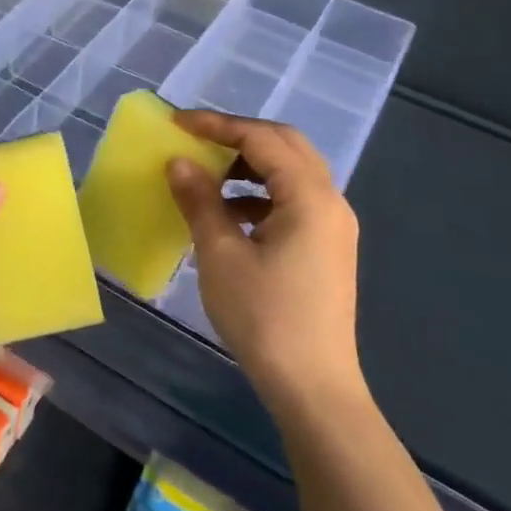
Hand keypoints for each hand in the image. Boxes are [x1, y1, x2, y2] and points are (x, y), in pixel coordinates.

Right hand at [166, 111, 363, 415]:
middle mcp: (331, 201)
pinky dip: (260, 194)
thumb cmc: (264, 317)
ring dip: (250, 165)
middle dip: (238, 136)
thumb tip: (179, 162)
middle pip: (285, 145)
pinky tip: (231, 216)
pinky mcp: (327, 247)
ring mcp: (333, 226)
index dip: (217, 124)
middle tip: (196, 139)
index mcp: (310, 196)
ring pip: (292, 172)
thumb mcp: (221, 255)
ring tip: (209, 177)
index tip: (176, 122)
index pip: (262, 138)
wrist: (313, 388)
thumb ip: (200, 200)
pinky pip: (294, 200)